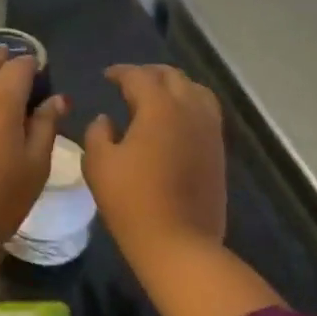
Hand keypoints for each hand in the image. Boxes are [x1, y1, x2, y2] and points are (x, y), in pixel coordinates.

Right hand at [84, 65, 226, 262]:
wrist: (179, 243)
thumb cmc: (132, 201)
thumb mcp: (99, 164)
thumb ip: (97, 133)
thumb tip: (106, 119)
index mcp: (159, 107)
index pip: (138, 76)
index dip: (120, 72)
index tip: (106, 76)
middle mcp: (189, 109)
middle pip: (172, 77)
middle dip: (149, 74)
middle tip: (129, 83)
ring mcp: (209, 130)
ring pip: (196, 91)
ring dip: (174, 87)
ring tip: (156, 97)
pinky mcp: (219, 151)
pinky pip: (206, 113)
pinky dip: (189, 105)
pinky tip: (174, 122)